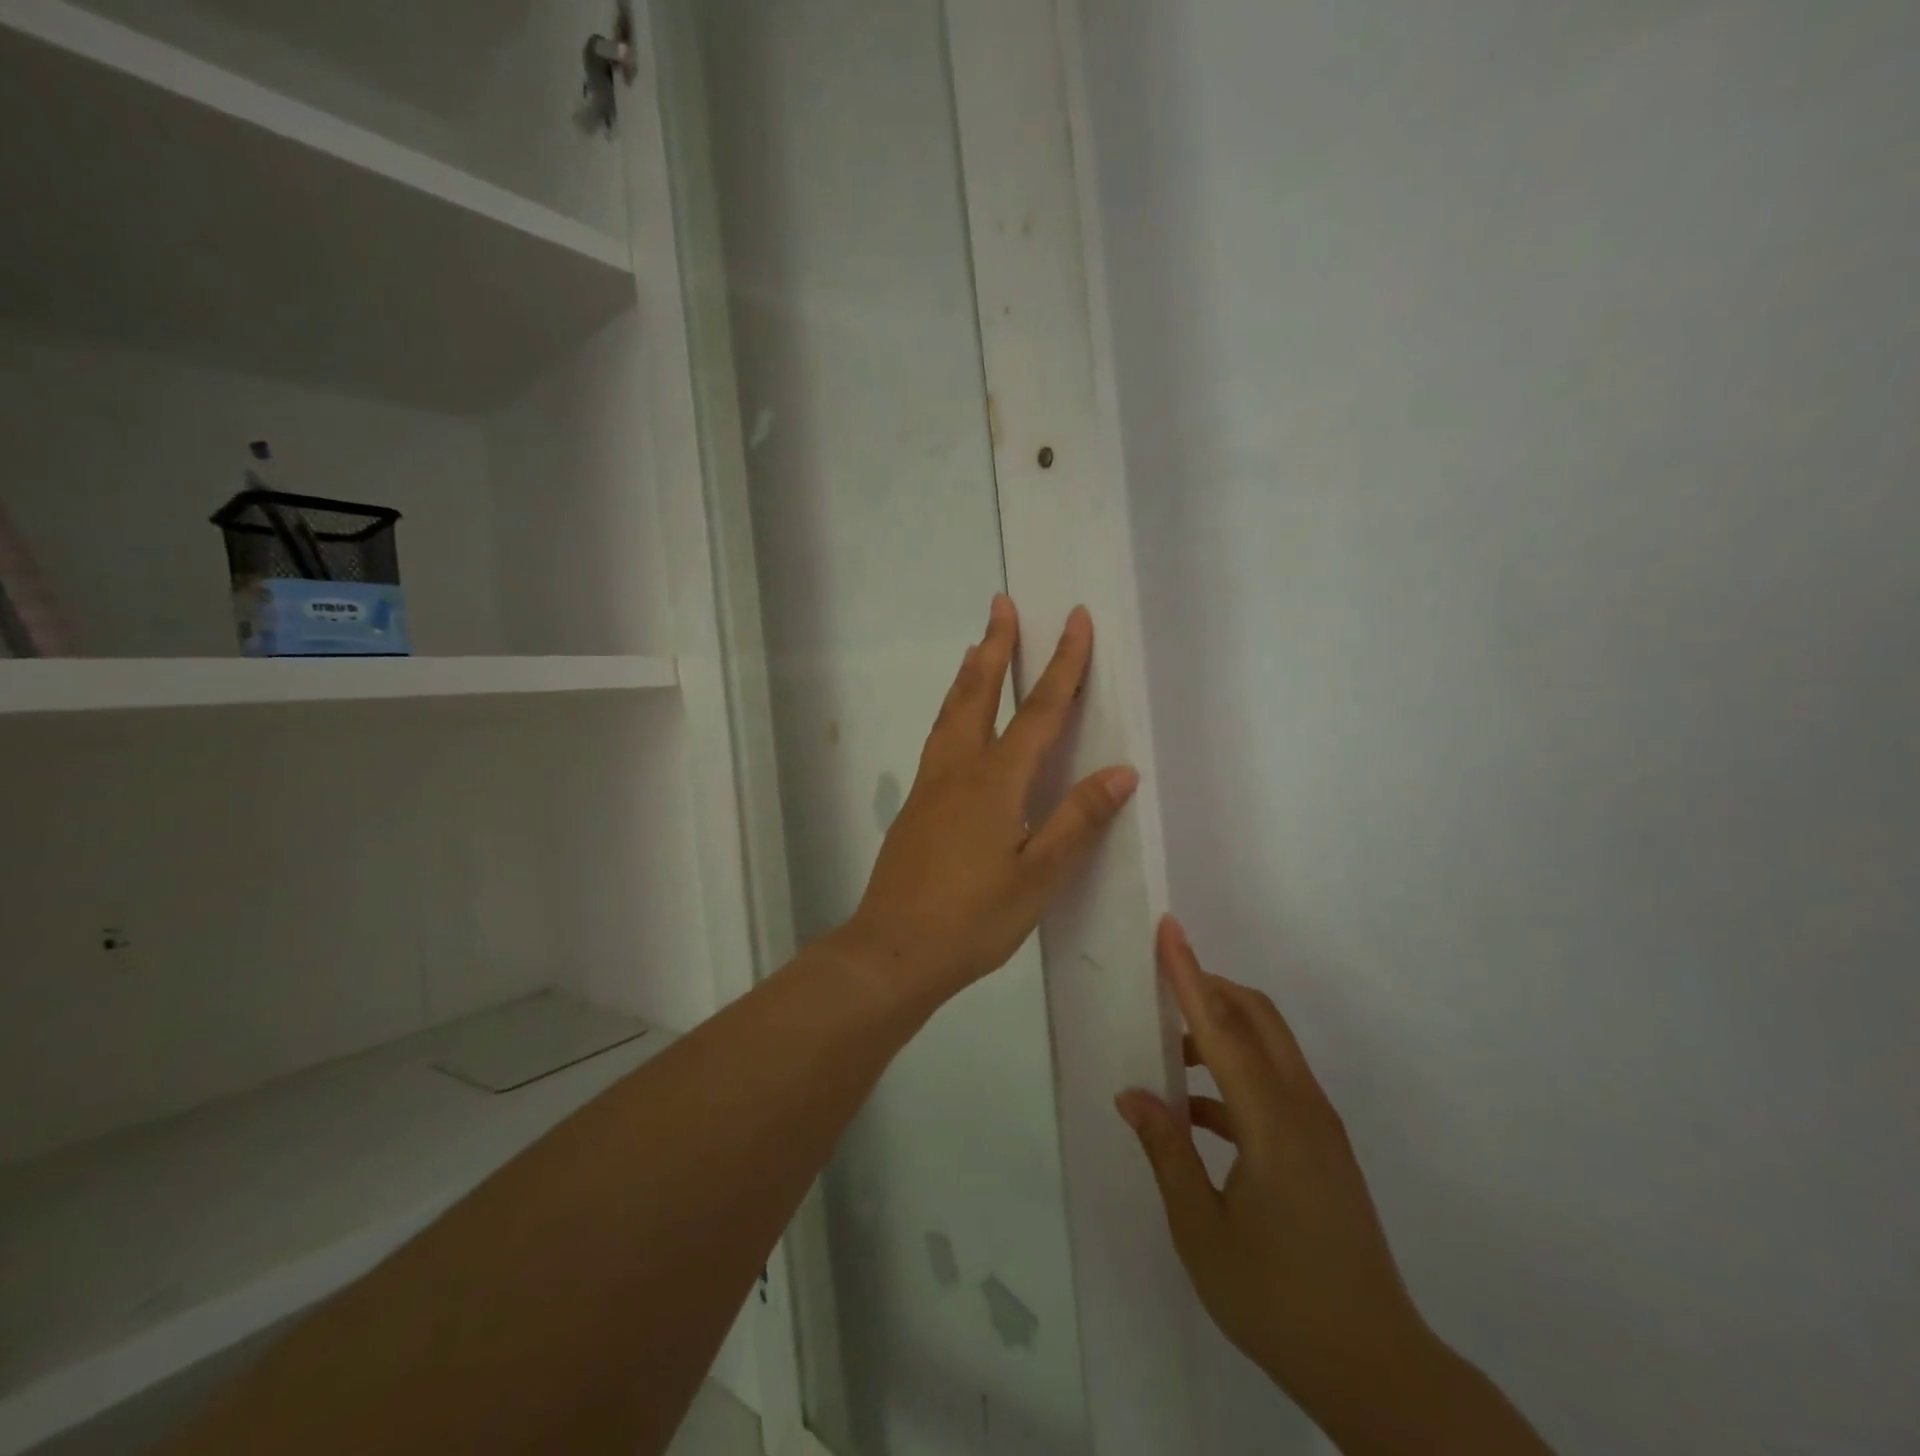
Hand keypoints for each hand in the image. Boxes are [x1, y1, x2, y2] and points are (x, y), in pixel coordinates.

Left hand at [836, 595, 1138, 1005]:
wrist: (892, 950)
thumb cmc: (973, 919)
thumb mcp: (1039, 877)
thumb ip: (1077, 820)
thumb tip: (1121, 771)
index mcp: (996, 781)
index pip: (1040, 710)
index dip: (1063, 663)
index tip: (1075, 619)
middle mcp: (959, 768)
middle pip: (980, 693)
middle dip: (997, 646)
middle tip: (1002, 604)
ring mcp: (930, 785)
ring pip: (951, 712)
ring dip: (969, 674)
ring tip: (977, 646)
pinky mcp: (915, 805)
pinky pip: (938, 738)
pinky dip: (952, 710)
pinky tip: (956, 723)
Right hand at [1120, 919, 1555, 1454]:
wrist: (1376, 1368)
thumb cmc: (1279, 1301)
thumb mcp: (1203, 1233)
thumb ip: (1167, 1153)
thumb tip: (1134, 1095)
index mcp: (1272, 1123)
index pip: (1221, 1028)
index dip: (1189, 975)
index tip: (1168, 930)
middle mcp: (1302, 1108)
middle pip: (1257, 1017)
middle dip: (1210, 987)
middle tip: (1160, 982)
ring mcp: (1319, 1126)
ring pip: (1269, 1045)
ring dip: (1221, 1030)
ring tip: (1168, 1053)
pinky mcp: (1323, 1146)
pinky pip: (1276, 1081)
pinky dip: (1235, 1073)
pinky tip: (1197, 1113)